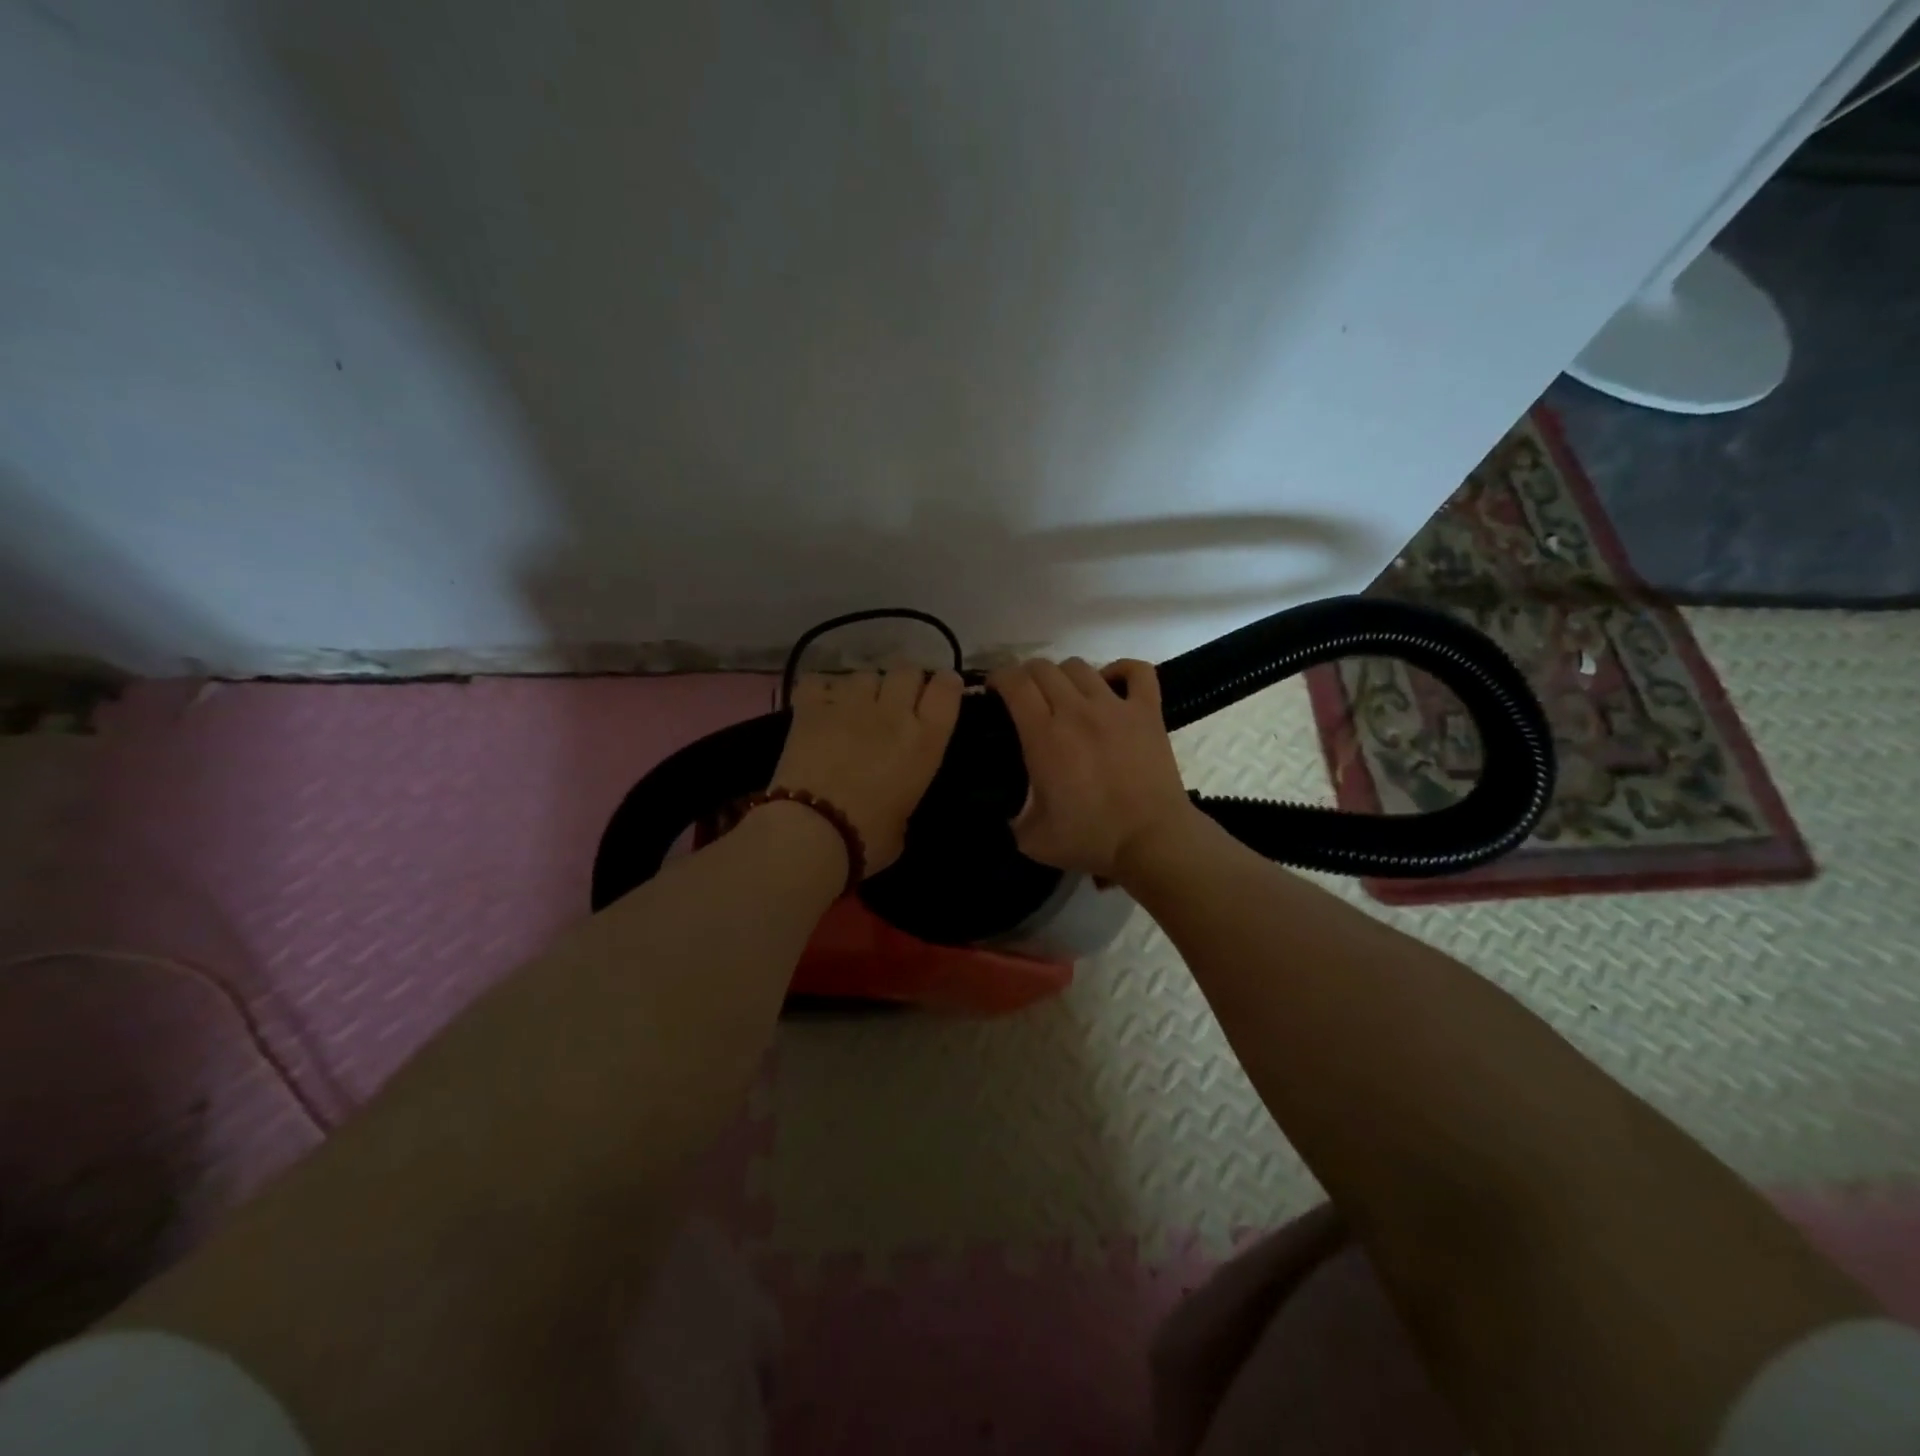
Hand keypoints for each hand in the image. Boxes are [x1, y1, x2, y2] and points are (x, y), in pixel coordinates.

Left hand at [770, 665, 963, 875]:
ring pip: (864, 674)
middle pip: (907, 670)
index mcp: (924, 742)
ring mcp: (850, 706)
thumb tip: (893, 792)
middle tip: (895, 703)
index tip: (941, 689)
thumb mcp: (905, 819)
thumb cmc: (868, 839)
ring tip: (853, 708)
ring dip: (864, 689)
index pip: (946, 690)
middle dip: (904, 682)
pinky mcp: (811, 708)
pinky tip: (819, 706)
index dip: (946, 684)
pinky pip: (818, 681)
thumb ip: (905, 791)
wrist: (812, 832)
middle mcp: (892, 713)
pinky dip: (821, 691)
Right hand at [988, 657, 1194, 881]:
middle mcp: (1076, 710)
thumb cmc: (1091, 839)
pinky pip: (1136, 671)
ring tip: (1063, 694)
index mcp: (1044, 736)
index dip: (998, 678)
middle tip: (1024, 696)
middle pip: (1043, 668)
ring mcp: (1115, 707)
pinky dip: (1120, 670)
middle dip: (1025, 675)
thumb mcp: (1031, 838)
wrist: (1152, 841)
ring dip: (1063, 675)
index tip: (993, 691)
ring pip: (1080, 666)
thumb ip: (1011, 815)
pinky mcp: (1148, 711)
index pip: (1014, 683)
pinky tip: (1110, 683)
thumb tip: (1004, 805)